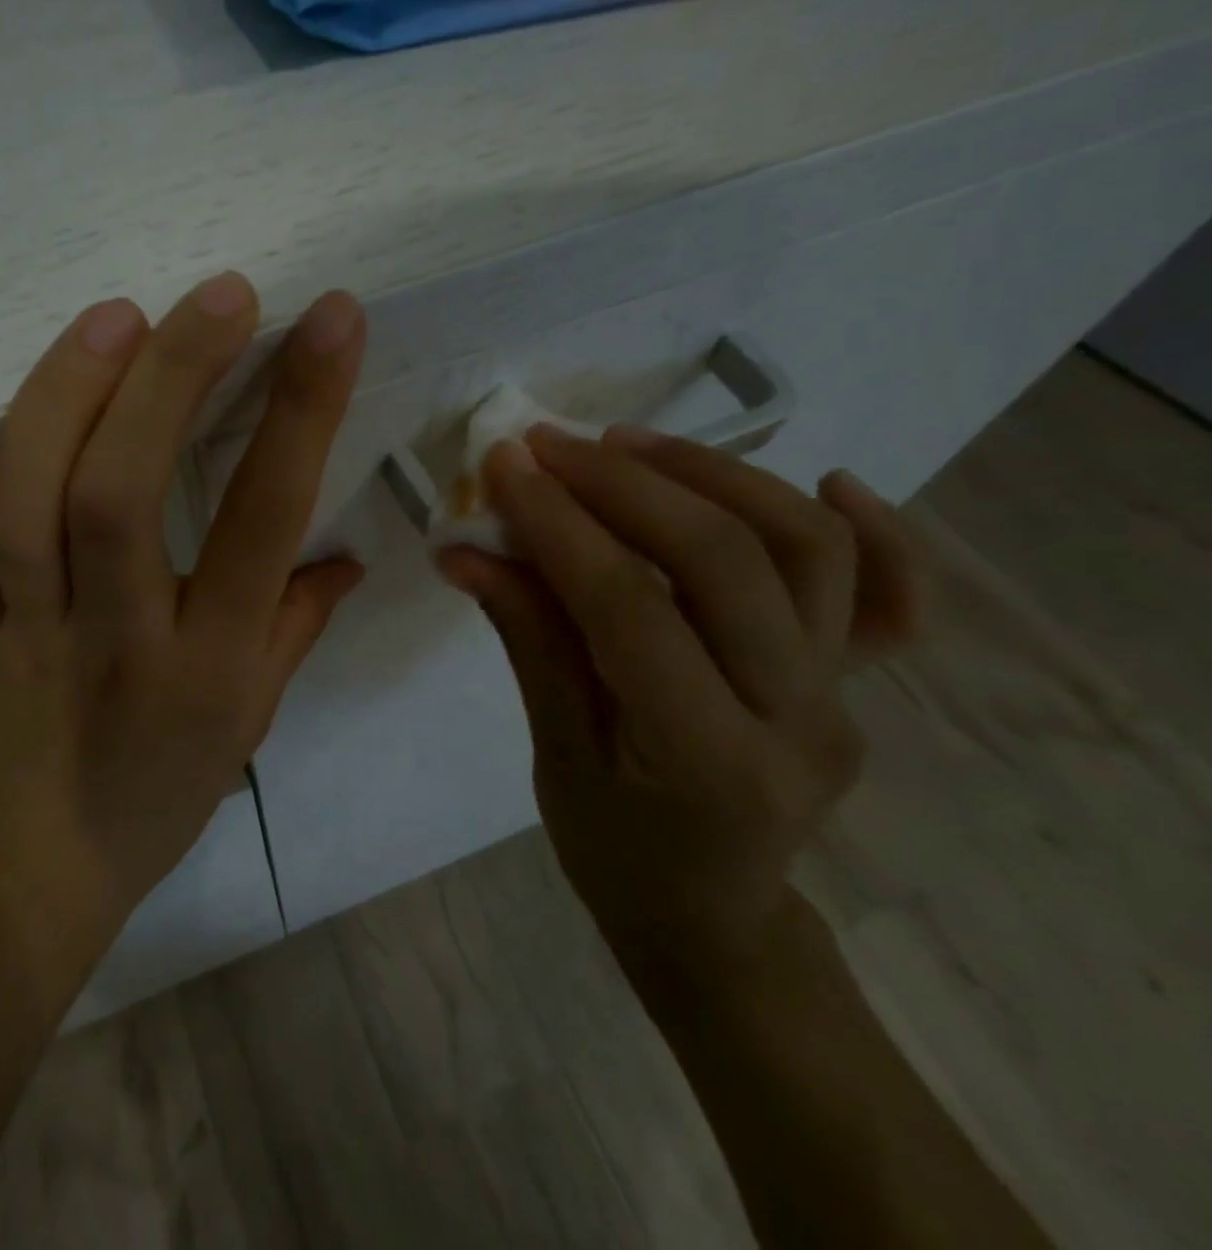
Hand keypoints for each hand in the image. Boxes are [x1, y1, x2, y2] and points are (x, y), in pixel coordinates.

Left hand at [0, 273, 366, 992]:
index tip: (330, 319)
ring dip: (64, 403)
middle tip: (217, 295)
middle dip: (174, 381)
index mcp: (210, 662)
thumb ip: (298, 627)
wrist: (41, 872)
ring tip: (114, 318)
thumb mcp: (253, 720)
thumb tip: (347, 556)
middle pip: (126, 495)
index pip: (265, 520)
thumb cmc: (164, 792)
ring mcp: (31, 633)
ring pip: (30, 510)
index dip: (303, 411)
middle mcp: (120, 635)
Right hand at [440, 428, 922, 975]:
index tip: (506, 464)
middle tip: (552, 446)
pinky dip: (875, 528)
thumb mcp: (554, 756)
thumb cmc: (614, 851)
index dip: (560, 524)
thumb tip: (468, 551)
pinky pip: (891, 595)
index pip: (628, 608)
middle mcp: (797, 718)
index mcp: (704, 759)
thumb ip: (527, 641)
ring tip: (628, 445)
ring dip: (714, 475)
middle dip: (625, 484)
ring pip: (804, 548)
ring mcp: (846, 695)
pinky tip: (826, 481)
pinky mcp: (861, 680)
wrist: (711, 914)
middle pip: (724, 560)